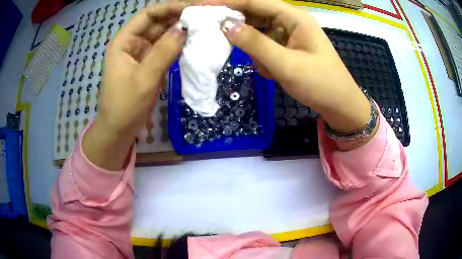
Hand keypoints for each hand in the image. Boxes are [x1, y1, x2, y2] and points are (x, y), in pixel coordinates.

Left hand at [83, 2, 187, 169]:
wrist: (119, 130)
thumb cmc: (125, 105)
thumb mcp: (144, 77)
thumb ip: (164, 51)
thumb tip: (185, 28)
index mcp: (124, 41)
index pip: (148, 15)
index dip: (170, 8)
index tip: (193, 8)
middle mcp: (132, 43)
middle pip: (157, 23)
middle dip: (178, 18)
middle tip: (204, 17)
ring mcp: (141, 54)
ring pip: (162, 35)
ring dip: (180, 31)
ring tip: (202, 27)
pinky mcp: (149, 64)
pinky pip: (165, 49)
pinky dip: (177, 46)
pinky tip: (192, 43)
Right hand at [207, 0, 370, 136]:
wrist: (339, 104)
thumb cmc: (320, 83)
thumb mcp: (287, 64)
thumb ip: (255, 43)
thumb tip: (225, 26)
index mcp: (294, 17)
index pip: (255, 1)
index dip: (227, 2)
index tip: (202, 6)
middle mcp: (290, 20)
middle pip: (254, 14)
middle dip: (238, 27)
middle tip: (217, 37)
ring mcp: (289, 33)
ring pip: (258, 33)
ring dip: (255, 50)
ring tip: (267, 68)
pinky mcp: (287, 46)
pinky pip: (265, 46)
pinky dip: (264, 59)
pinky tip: (274, 72)